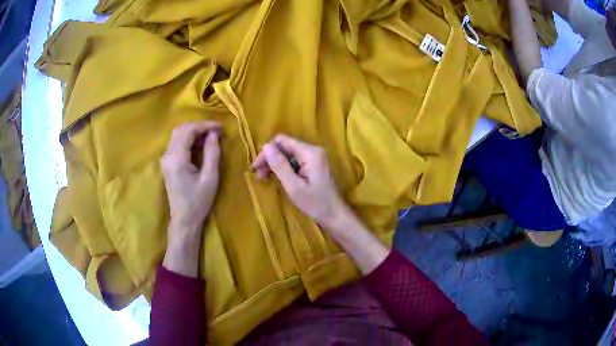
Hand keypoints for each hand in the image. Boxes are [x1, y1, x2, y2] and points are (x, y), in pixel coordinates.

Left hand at [161, 122, 220, 238]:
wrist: (184, 220)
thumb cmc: (198, 202)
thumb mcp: (210, 177)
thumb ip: (212, 153)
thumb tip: (214, 133)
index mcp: (177, 158)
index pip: (189, 131)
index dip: (205, 126)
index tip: (221, 127)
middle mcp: (167, 155)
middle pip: (181, 129)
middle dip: (199, 127)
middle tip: (216, 131)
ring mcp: (165, 159)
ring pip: (177, 135)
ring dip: (193, 132)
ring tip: (210, 136)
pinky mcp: (167, 163)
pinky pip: (176, 143)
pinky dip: (188, 139)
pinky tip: (200, 144)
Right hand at [252, 135, 347, 228]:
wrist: (334, 215)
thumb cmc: (315, 203)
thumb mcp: (294, 186)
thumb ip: (279, 166)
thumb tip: (264, 147)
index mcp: (310, 152)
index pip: (281, 141)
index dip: (266, 152)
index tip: (256, 168)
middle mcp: (312, 150)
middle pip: (284, 146)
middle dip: (269, 159)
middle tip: (259, 176)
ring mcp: (314, 156)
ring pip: (287, 153)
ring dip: (275, 164)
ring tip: (264, 178)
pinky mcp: (313, 164)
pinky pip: (294, 160)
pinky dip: (283, 168)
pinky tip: (277, 178)